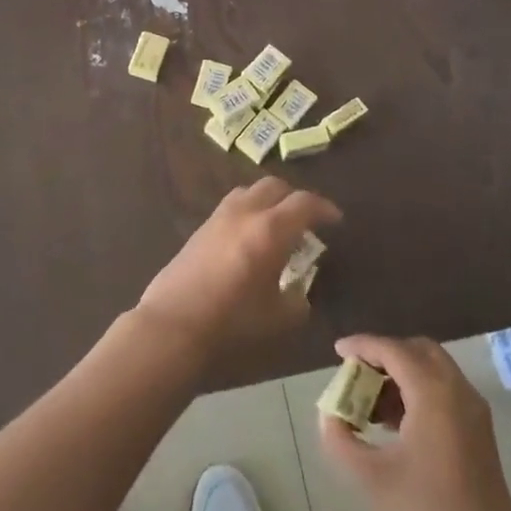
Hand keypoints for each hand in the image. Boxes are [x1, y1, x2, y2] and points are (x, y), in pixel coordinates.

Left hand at [136, 177, 340, 365]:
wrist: (174, 323)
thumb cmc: (231, 322)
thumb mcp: (278, 317)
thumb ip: (297, 299)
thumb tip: (299, 290)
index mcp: (269, 230)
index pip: (304, 203)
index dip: (324, 208)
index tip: (336, 220)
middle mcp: (245, 212)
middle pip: (275, 186)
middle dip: (295, 198)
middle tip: (307, 221)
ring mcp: (219, 216)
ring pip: (250, 191)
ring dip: (269, 201)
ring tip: (277, 225)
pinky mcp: (201, 227)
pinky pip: (232, 205)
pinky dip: (248, 211)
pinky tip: (250, 237)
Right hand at [318, 336, 510, 510]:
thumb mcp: (372, 480)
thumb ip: (341, 441)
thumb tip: (329, 417)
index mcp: (434, 393)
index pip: (393, 349)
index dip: (362, 345)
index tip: (337, 351)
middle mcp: (458, 391)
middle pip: (418, 351)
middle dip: (385, 355)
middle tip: (357, 373)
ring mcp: (474, 413)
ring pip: (433, 370)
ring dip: (401, 375)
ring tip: (370, 404)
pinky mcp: (480, 435)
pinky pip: (445, 392)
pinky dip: (418, 392)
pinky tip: (396, 425)